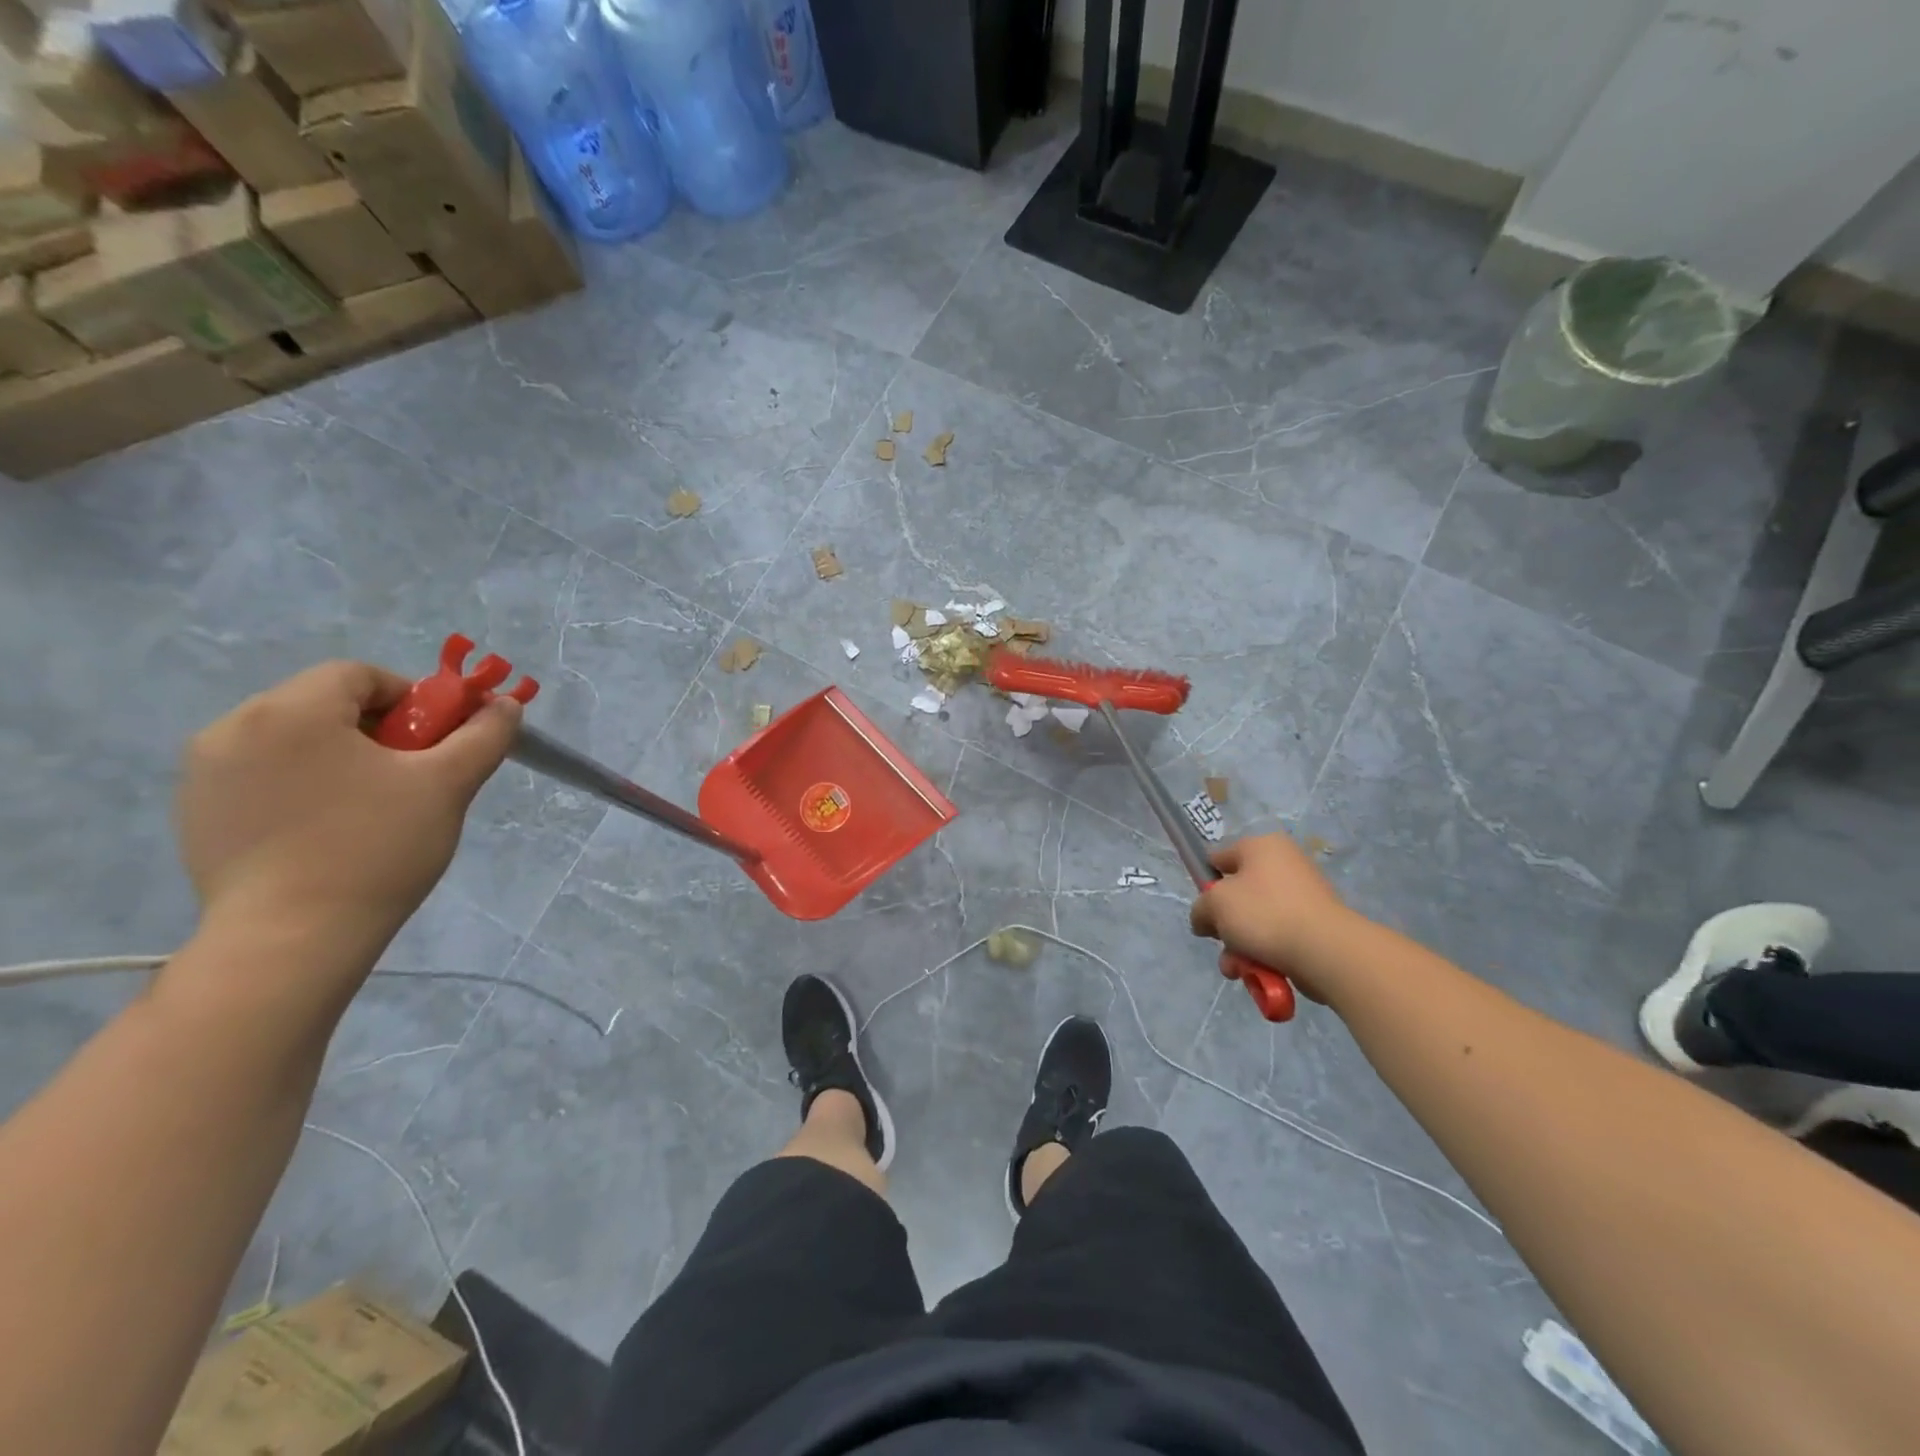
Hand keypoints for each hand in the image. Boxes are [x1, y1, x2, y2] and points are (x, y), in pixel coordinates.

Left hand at [174, 661, 519, 974]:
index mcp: (291, 711)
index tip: (434, 742)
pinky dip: (302, 785)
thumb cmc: (376, 848)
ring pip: (293, 740)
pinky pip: (262, 775)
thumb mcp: (448, 785)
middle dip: (376, 730)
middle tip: (411, 776)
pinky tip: (327, 830)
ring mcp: (205, 773)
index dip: (409, 698)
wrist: (291, 939)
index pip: (359, 675)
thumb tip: (505, 705)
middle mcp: (233, 727)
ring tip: (371, 807)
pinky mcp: (196, 813)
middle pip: (323, 704)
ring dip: (340, 756)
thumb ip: (484, 735)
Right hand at [1189, 833, 1352, 1002]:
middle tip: (1221, 942)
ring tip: (1238, 969)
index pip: (1220, 858)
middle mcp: (1285, 864)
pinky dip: (1265, 955)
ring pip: (1256, 922)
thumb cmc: (1264, 914)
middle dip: (1225, 925)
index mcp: (1262, 846)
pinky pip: (1278, 937)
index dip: (1206, 883)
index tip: (1204, 910)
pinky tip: (1261, 974)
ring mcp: (1303, 896)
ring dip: (1240, 947)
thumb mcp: (1215, 905)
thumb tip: (1206, 920)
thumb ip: (1200, 909)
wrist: (1326, 952)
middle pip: (1238, 895)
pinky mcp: (1316, 926)